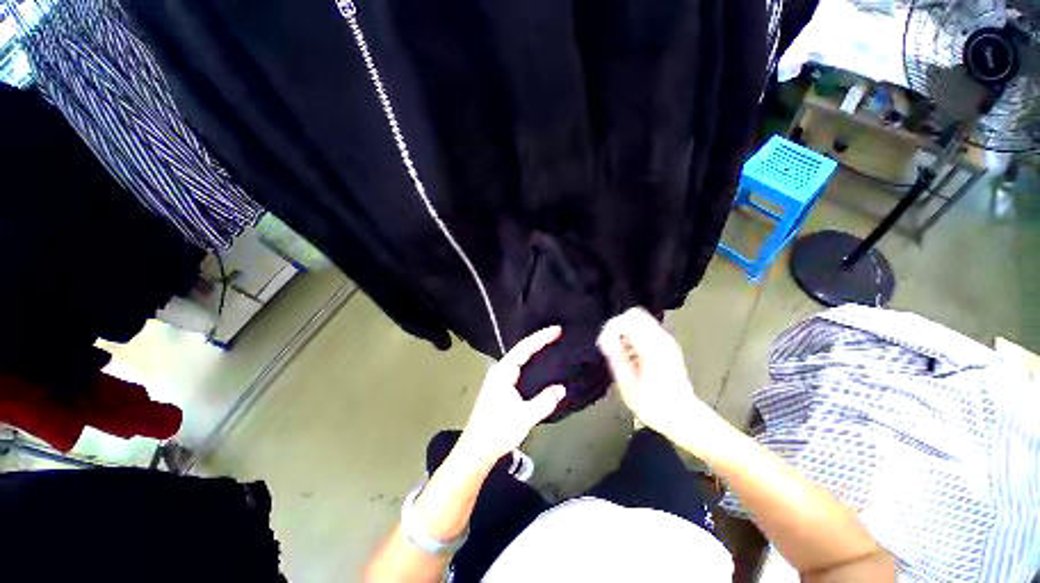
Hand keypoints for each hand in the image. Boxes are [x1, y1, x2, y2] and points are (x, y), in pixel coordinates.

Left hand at [457, 326, 566, 464]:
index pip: (524, 348)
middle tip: (557, 335)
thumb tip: (561, 388)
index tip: (557, 330)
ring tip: (551, 345)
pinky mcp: (499, 387)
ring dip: (534, 351)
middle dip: (539, 340)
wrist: (476, 450)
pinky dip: (530, 362)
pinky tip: (539, 366)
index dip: (541, 337)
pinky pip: (518, 367)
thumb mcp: (525, 416)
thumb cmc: (498, 430)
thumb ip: (544, 401)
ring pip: (519, 358)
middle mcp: (499, 370)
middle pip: (521, 349)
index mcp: (503, 372)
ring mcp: (498, 378)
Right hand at [597, 308, 719, 445]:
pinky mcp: (667, 345)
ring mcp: (667, 340)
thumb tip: (606, 342)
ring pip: (640, 320)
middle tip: (612, 347)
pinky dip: (634, 336)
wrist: (683, 417)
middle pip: (634, 314)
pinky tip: (631, 355)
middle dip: (617, 327)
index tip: (605, 347)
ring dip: (625, 332)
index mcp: (652, 348)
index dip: (611, 330)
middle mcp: (662, 339)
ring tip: (621, 353)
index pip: (627, 320)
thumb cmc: (654, 406)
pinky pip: (646, 329)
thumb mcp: (627, 386)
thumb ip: (616, 359)